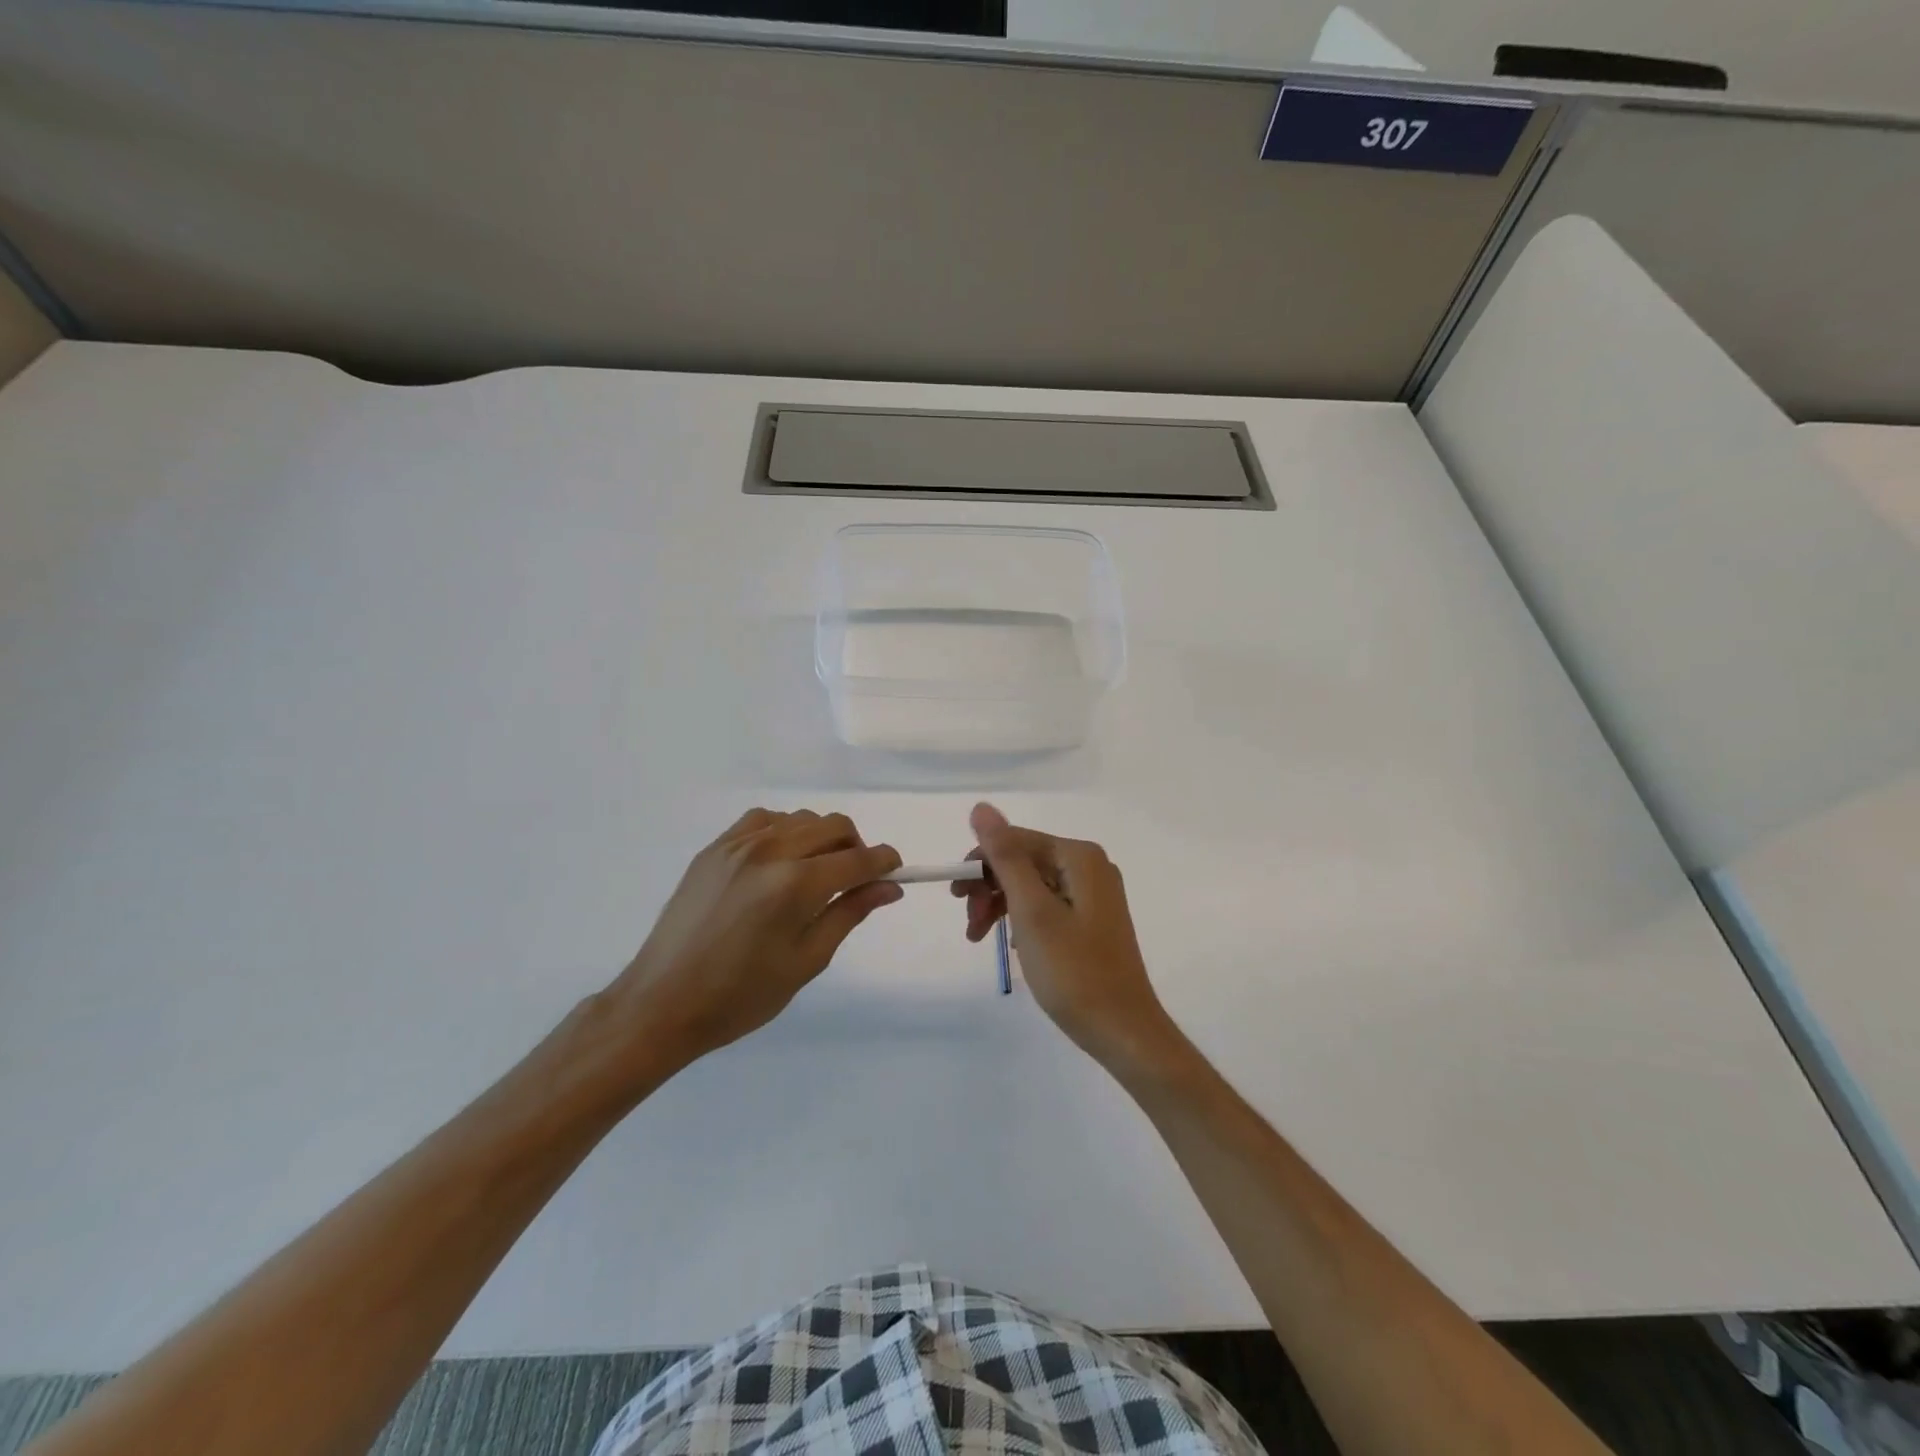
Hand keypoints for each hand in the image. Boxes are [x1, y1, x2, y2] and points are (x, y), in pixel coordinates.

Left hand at [605, 809, 902, 1068]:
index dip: (885, 862)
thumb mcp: (807, 961)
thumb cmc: (742, 995)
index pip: (858, 859)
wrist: (662, 1002)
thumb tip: (890, 887)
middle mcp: (770, 851)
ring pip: (801, 818)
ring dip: (821, 838)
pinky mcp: (715, 847)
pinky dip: (785, 830)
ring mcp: (738, 844)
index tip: (895, 872)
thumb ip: (850, 913)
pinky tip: (780, 860)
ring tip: (816, 874)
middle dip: (856, 848)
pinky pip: (764, 819)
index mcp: (796, 884)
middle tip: (855, 881)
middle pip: (834, 826)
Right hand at [955, 803, 1176, 1070]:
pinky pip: (1047, 905)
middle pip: (1023, 861)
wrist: (1122, 1030)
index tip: (956, 898)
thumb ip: (1006, 857)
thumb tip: (981, 807)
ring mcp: (1094, 895)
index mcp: (1079, 857)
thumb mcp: (1032, 911)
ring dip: (1001, 906)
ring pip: (1032, 885)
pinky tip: (1010, 944)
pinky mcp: (1092, 920)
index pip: (1015, 840)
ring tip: (978, 938)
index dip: (980, 864)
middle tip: (970, 925)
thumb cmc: (1073, 971)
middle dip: (989, 888)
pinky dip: (1022, 920)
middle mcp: (1090, 867)